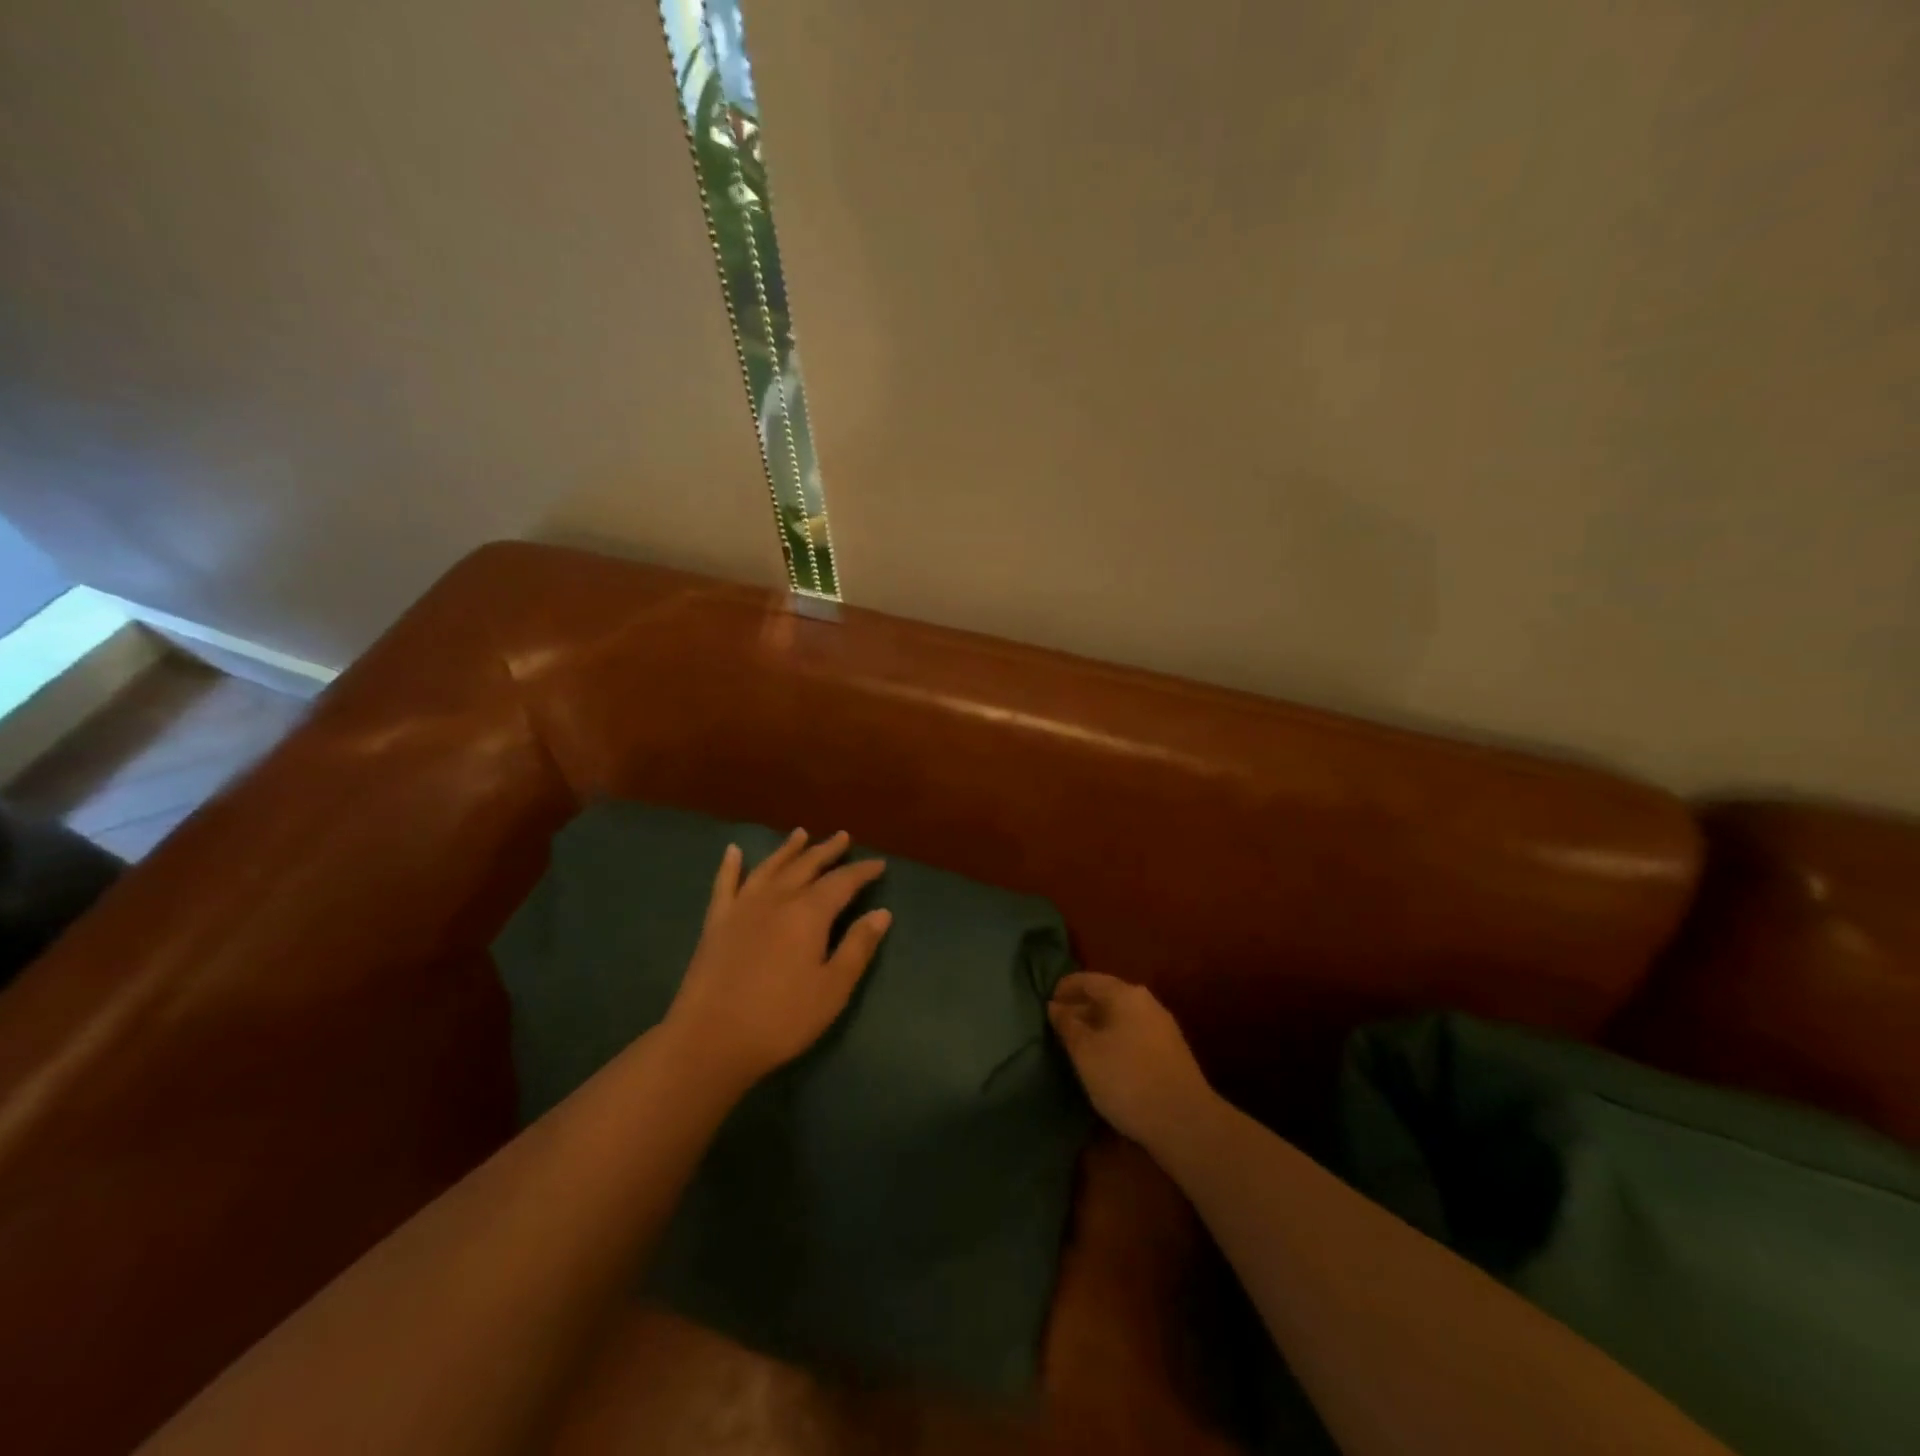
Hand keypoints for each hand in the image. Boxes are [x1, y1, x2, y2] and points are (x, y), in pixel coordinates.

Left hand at [665, 829, 890, 1092]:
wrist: (710, 1039)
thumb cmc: (781, 1019)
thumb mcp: (833, 989)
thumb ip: (858, 947)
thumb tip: (882, 913)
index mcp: (809, 913)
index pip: (843, 881)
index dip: (862, 871)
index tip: (878, 863)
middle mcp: (777, 898)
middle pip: (807, 866)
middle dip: (827, 850)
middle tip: (843, 837)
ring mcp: (742, 907)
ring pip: (770, 867)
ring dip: (788, 849)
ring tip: (801, 834)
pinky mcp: (716, 922)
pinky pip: (725, 884)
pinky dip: (731, 865)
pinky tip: (733, 851)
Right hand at [1048, 972, 1215, 1150]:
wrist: (1185, 1122)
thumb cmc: (1127, 1079)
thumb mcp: (1086, 1052)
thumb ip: (1068, 1025)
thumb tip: (1055, 1006)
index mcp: (1125, 994)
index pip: (1088, 980)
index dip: (1064, 988)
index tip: (1046, 1003)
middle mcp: (1146, 1003)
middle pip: (1106, 996)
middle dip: (1080, 1008)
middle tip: (1057, 1026)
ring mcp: (1162, 1027)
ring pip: (1120, 1017)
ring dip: (1097, 1026)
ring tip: (1076, 1044)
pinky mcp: (1170, 1053)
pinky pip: (1133, 1034)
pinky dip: (1113, 1039)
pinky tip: (1103, 1059)